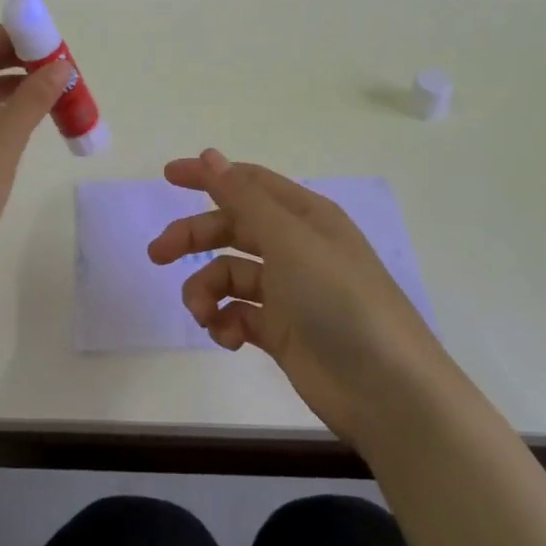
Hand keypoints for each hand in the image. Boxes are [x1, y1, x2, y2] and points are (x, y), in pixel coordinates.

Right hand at [147, 149, 438, 444]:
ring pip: (230, 275)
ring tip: (201, 314)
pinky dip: (225, 322)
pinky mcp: (283, 331)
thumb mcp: (289, 240)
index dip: (209, 176)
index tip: (167, 176)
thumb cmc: (339, 299)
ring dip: (206, 290)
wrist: (387, 390)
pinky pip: (239, 314)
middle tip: (157, 254)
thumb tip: (210, 155)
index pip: (248, 183)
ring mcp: (290, 291)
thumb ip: (244, 198)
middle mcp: (296, 247)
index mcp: (304, 215)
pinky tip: (227, 337)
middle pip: (232, 229)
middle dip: (194, 238)